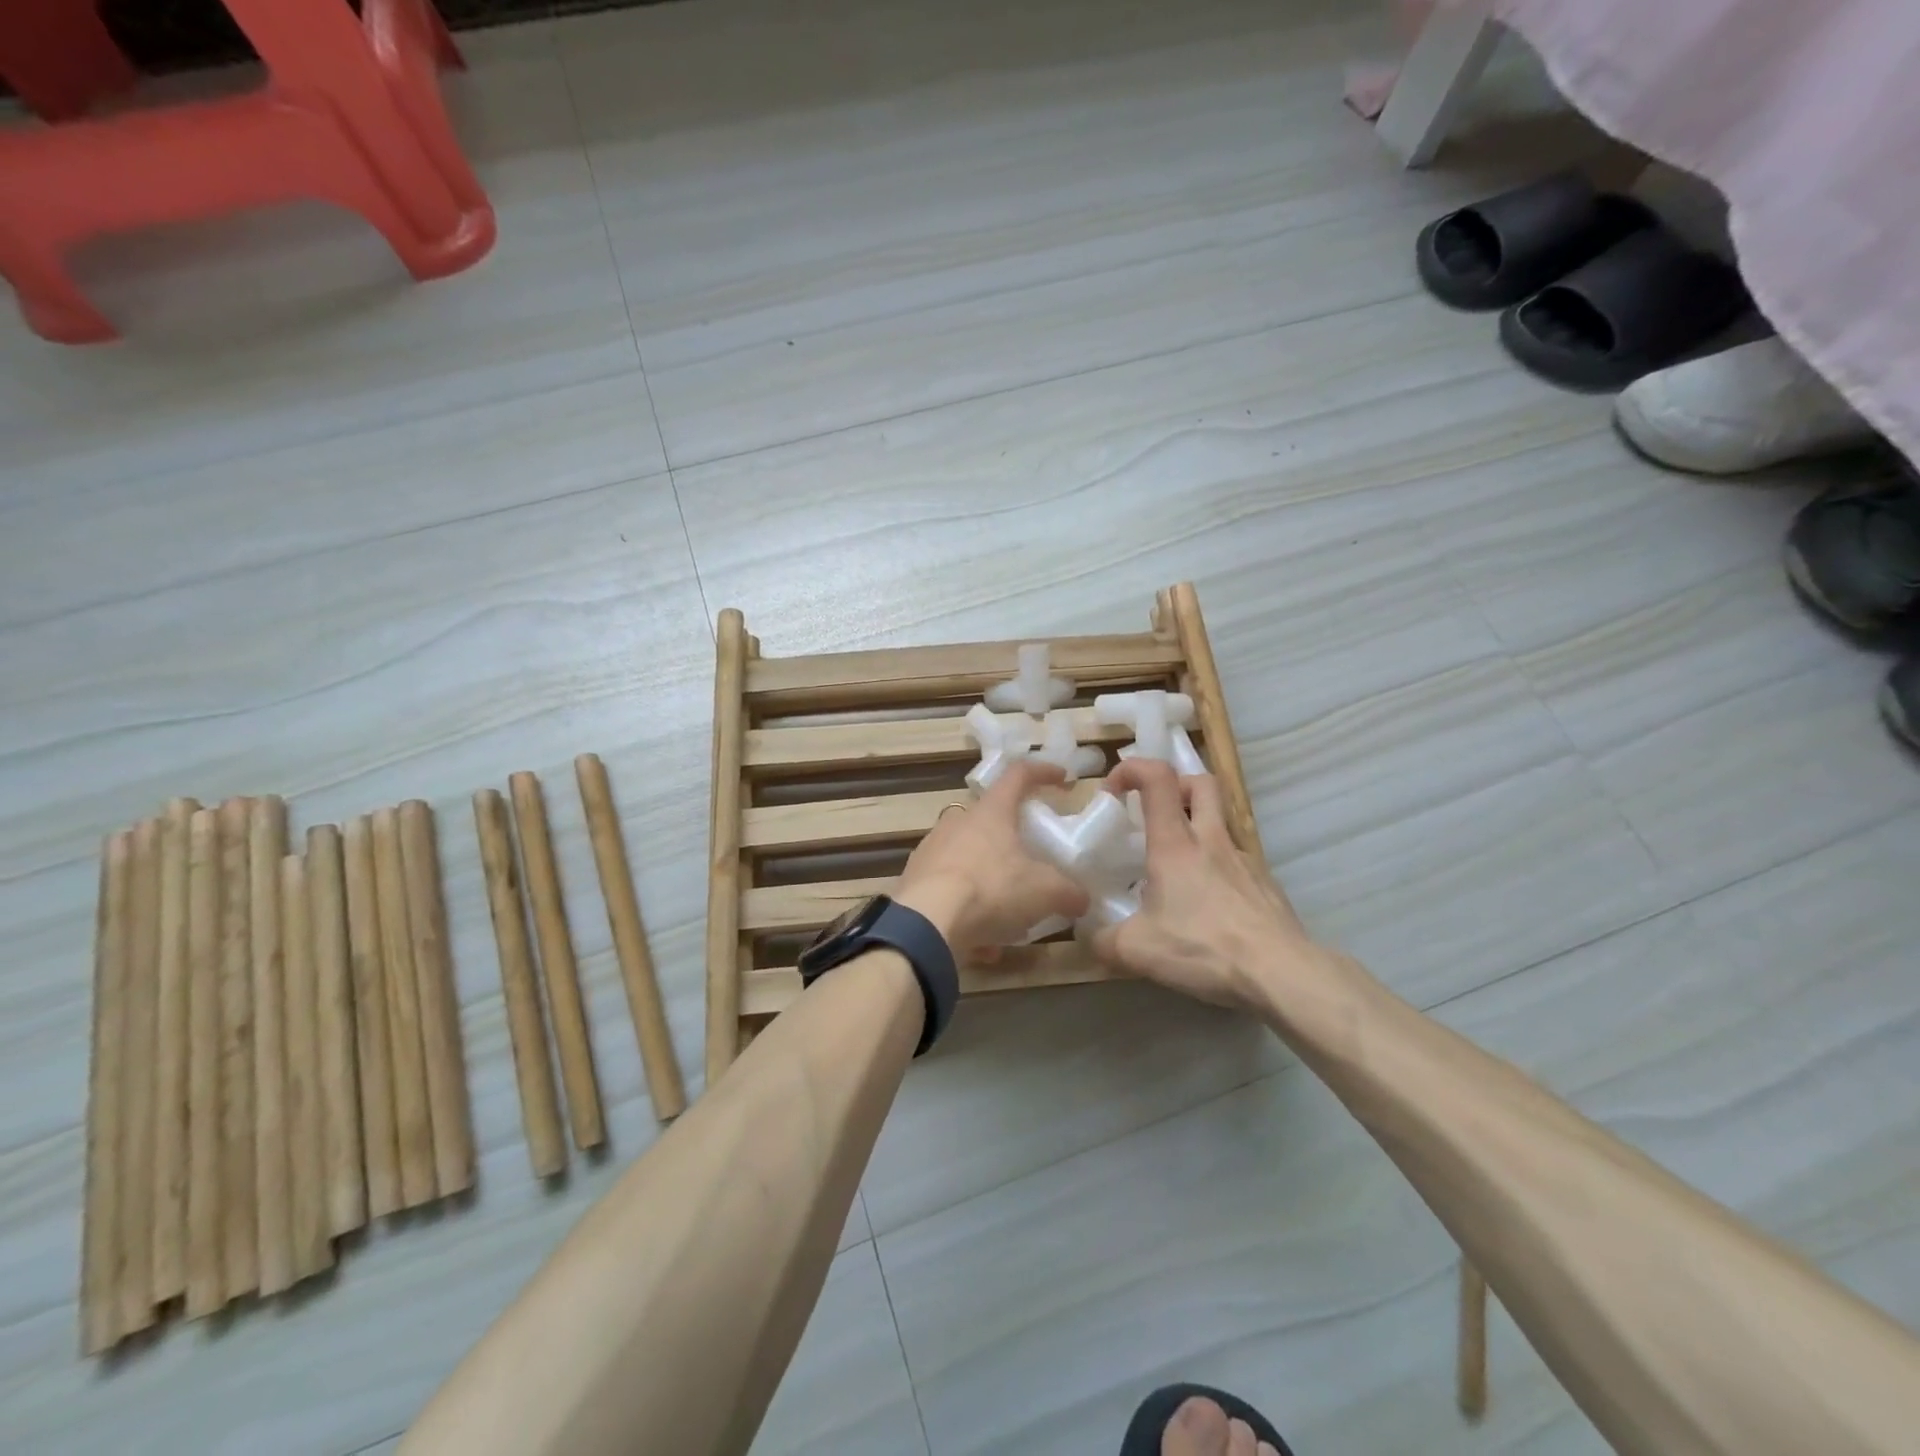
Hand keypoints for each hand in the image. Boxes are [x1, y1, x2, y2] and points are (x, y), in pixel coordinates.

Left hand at [893, 760, 1089, 962]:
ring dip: (990, 880)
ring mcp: (931, 850)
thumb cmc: (991, 890)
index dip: (1042, 772)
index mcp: (991, 812)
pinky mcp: (914, 881)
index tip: (1063, 778)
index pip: (1018, 775)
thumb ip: (1069, 892)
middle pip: (989, 819)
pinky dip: (968, 911)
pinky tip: (982, 943)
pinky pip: (950, 891)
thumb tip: (1082, 899)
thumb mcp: (1045, 892)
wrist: (925, 924)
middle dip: (1011, 836)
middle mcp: (957, 823)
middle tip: (1032, 858)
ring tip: (1009, 914)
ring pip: (968, 858)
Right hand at [1091, 760, 1315, 1010]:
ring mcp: (1244, 860)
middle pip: (1201, 782)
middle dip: (1175, 785)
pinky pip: (1236, 861)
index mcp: (1175, 844)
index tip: (1113, 791)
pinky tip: (1209, 905)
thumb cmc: (1203, 948)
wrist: (1280, 972)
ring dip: (1198, 829)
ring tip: (1178, 870)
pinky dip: (1217, 868)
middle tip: (1155, 813)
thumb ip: (1105, 940)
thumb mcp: (1137, 950)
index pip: (1157, 777)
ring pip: (1221, 821)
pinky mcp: (1266, 884)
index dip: (1132, 769)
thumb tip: (1091, 939)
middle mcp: (1212, 840)